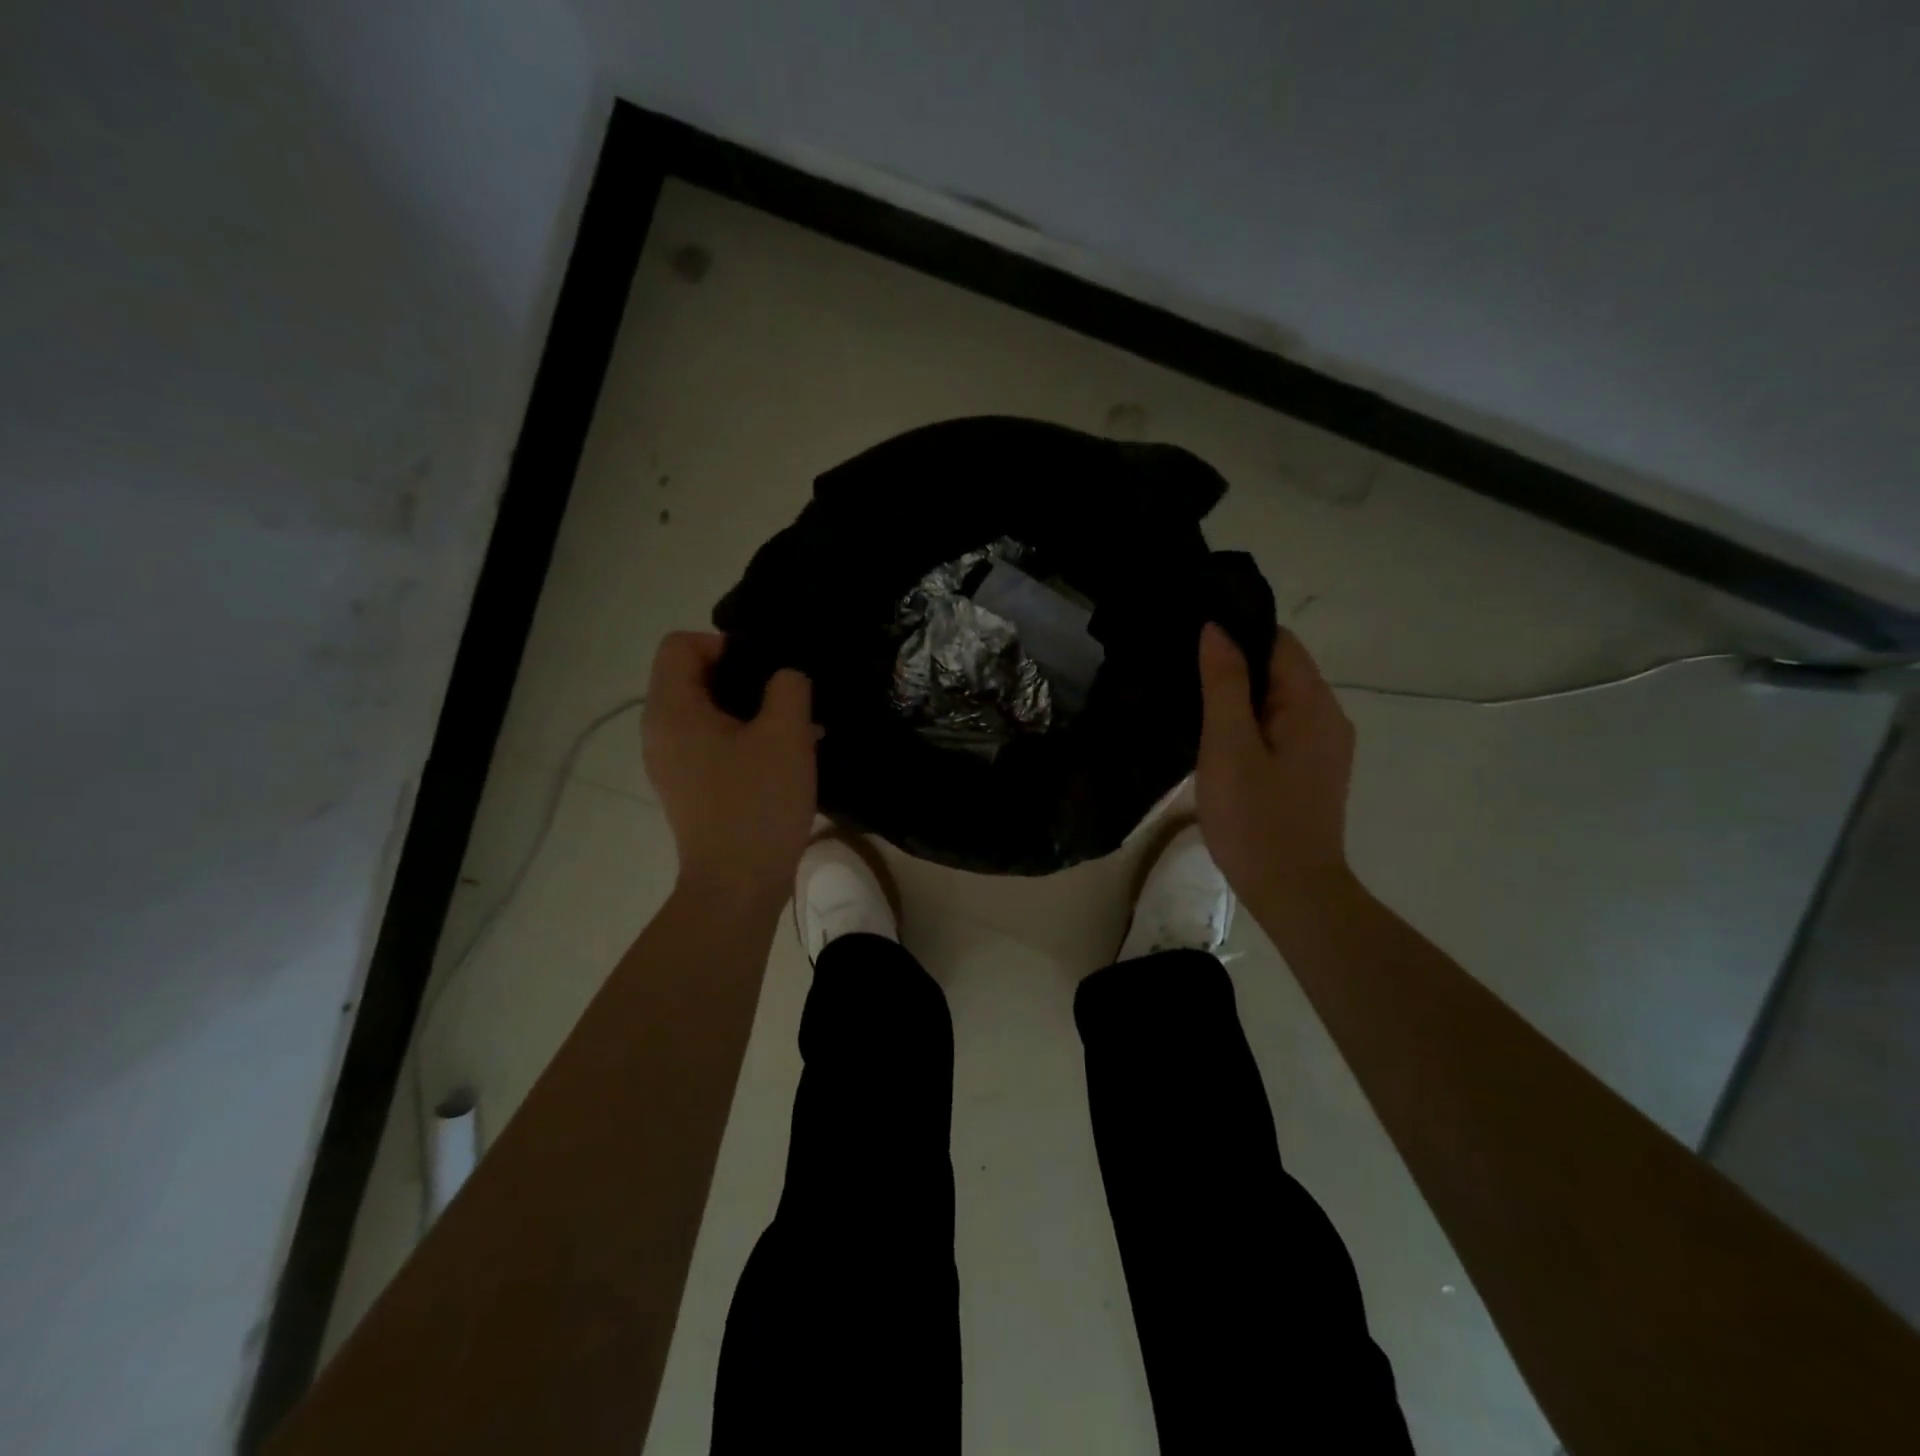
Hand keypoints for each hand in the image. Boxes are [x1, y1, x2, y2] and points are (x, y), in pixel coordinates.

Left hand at [642, 632, 816, 901]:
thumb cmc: (758, 804)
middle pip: (694, 677)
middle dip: (745, 680)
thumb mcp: (786, 735)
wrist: (737, 885)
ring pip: (708, 713)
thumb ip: (789, 687)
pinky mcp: (690, 788)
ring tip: (798, 730)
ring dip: (751, 713)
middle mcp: (661, 731)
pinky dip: (745, 741)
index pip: (681, 645)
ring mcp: (672, 763)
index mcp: (672, 709)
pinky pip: (713, 745)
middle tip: (789, 700)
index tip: (766, 672)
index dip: (725, 645)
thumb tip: (785, 677)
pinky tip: (786, 759)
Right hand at [1194, 622, 1357, 908]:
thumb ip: (1223, 684)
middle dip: (1234, 664)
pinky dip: (1250, 722)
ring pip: (1277, 699)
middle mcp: (1328, 716)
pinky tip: (1217, 738)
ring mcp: (1322, 745)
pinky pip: (1279, 726)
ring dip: (1239, 695)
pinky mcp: (1311, 769)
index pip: (1278, 642)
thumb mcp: (1228, 746)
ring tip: (1191, 700)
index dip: (1236, 633)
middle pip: (1280, 668)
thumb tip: (1216, 628)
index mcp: (1312, 704)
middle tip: (1181, 671)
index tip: (1191, 638)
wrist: (1291, 891)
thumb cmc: (1255, 818)